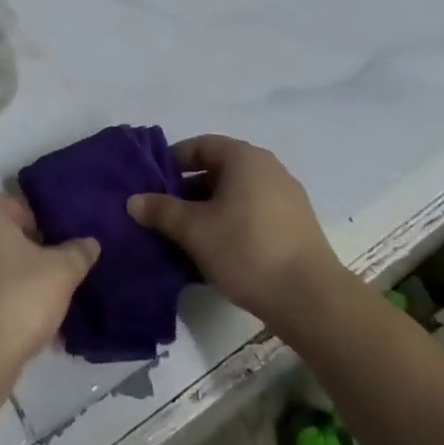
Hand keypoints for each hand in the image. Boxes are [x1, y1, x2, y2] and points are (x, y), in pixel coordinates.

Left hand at [0, 193, 98, 376]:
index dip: (45, 226)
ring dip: (17, 283)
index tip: (62, 249)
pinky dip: (1, 305)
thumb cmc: (19, 297)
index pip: (21, 206)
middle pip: (6, 238)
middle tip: (57, 275)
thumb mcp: (62, 272)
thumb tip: (91, 242)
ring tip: (45, 306)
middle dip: (31, 256)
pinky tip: (25, 327)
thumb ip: (78, 252)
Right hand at [127, 135, 339, 330]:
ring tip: (184, 237)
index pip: (200, 145)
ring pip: (235, 195)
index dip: (172, 161)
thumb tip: (133, 200)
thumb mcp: (195, 230)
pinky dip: (230, 224)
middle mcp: (267, 168)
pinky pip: (253, 213)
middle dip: (187, 190)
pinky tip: (215, 253)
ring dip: (208, 211)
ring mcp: (286, 196)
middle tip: (163, 214)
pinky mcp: (295, 225)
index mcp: (244, 157)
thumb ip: (162, 211)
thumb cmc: (246, 249)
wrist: (310, 298)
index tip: (151, 184)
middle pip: (218, 170)